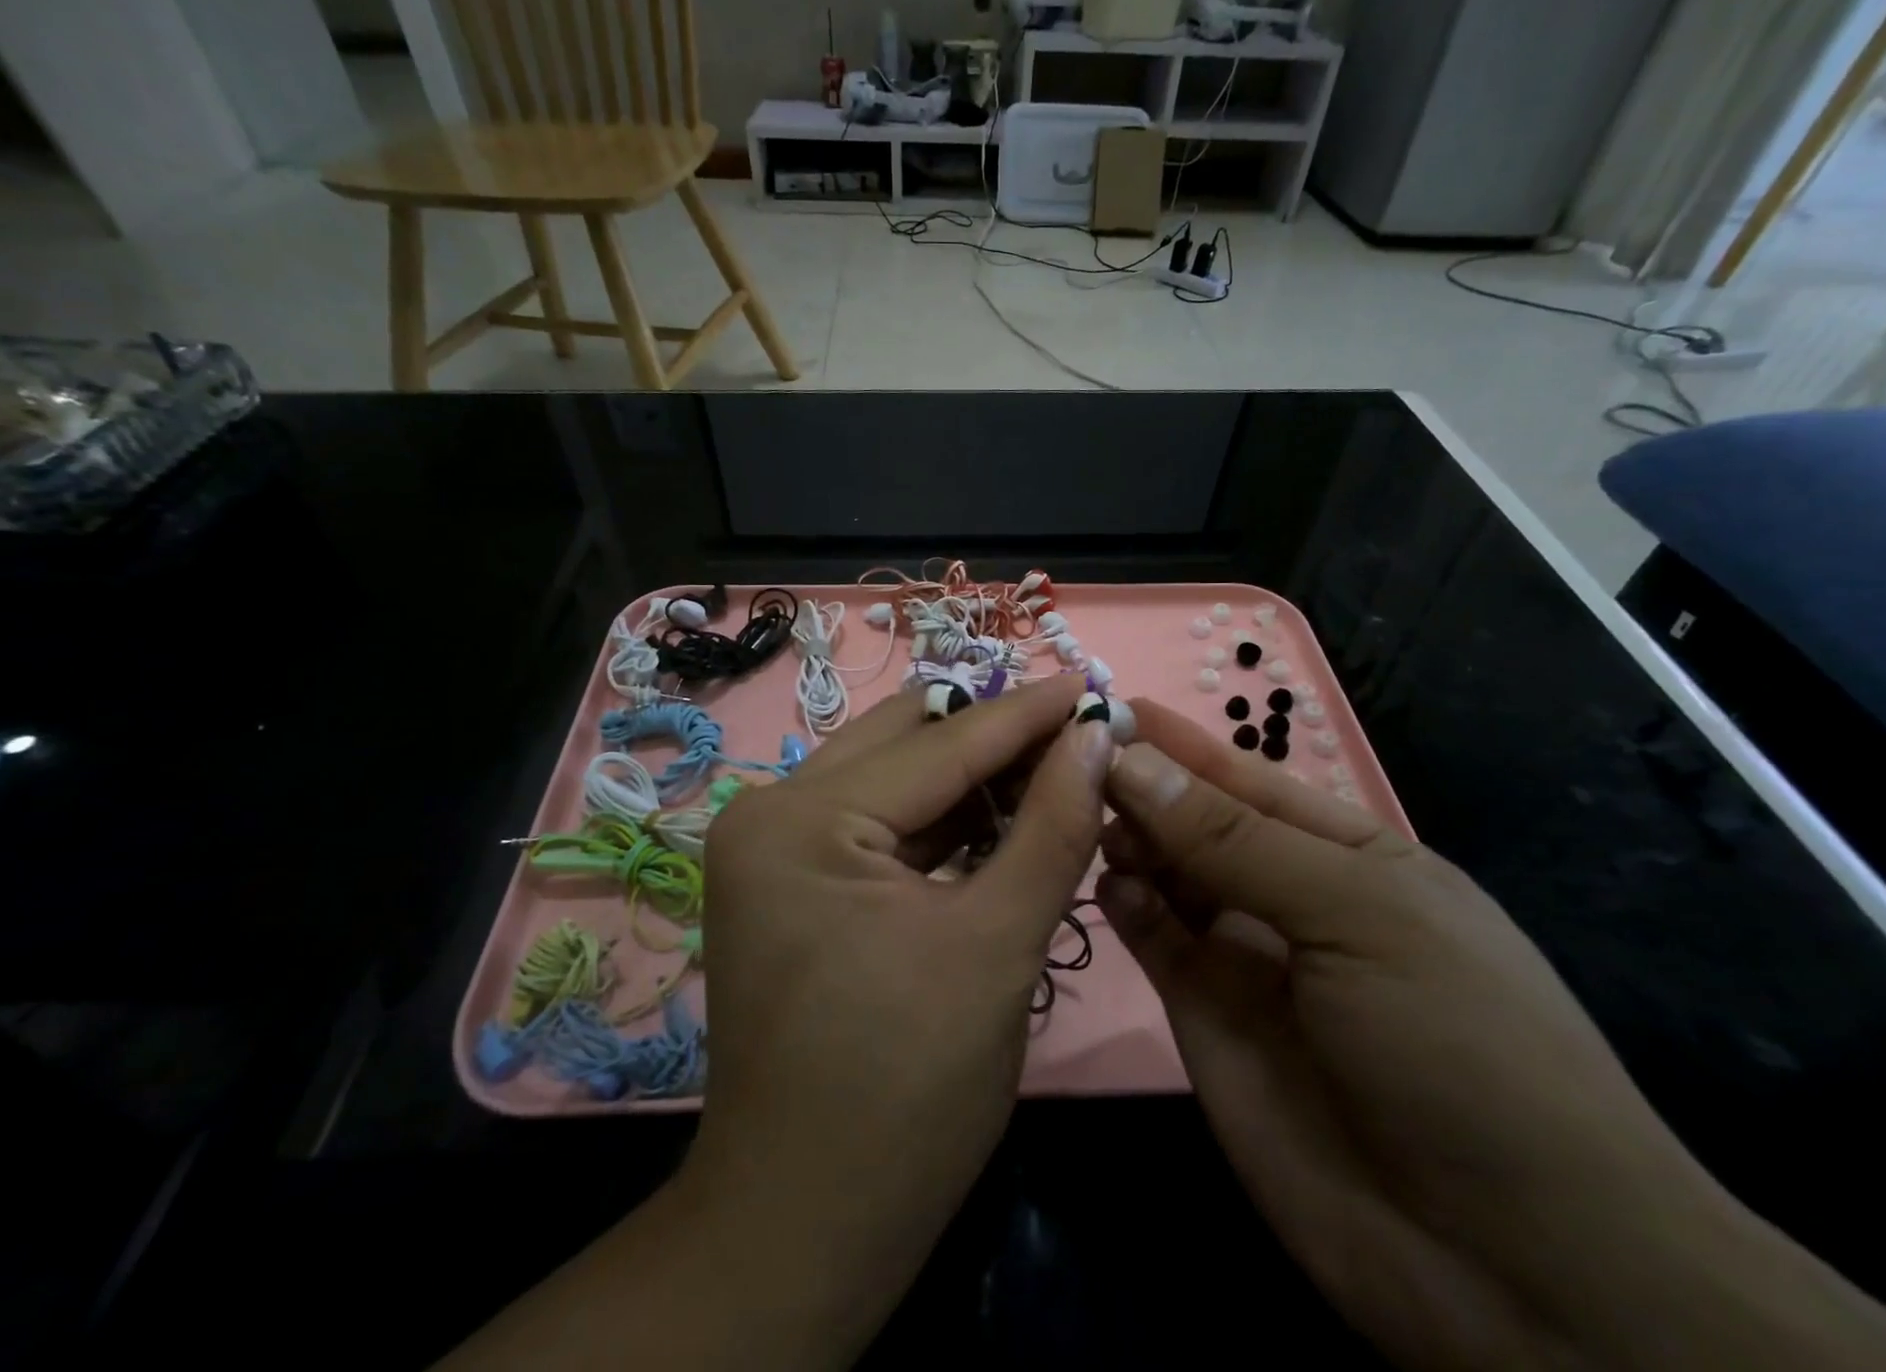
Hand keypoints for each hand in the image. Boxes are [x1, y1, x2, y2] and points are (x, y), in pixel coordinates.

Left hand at [687, 674, 1110, 1356]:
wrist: (809, 1224)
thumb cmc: (906, 1093)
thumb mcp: (997, 946)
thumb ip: (1052, 828)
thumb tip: (1094, 738)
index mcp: (800, 820)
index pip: (940, 745)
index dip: (1026, 713)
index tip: (1093, 680)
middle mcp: (771, 811)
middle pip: (907, 744)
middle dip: (996, 736)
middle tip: (1077, 730)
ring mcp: (775, 845)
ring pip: (894, 778)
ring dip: (974, 776)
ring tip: (1054, 765)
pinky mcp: (793, 879)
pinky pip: (880, 822)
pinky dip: (944, 818)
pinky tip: (1004, 814)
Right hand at [1098, 699, 1885, 1371]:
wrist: (1511, 1270)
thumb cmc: (1461, 1045)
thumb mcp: (1360, 914)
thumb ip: (1235, 839)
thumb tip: (1132, 760)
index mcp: (1347, 854)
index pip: (1246, 778)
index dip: (1181, 742)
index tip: (1106, 704)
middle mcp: (1288, 895)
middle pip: (1197, 822)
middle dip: (1144, 787)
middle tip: (1076, 764)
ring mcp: (1243, 957)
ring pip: (1166, 874)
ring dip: (1129, 840)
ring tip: (1091, 821)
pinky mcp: (1204, 1014)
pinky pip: (1154, 937)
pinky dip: (1127, 905)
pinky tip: (1113, 886)